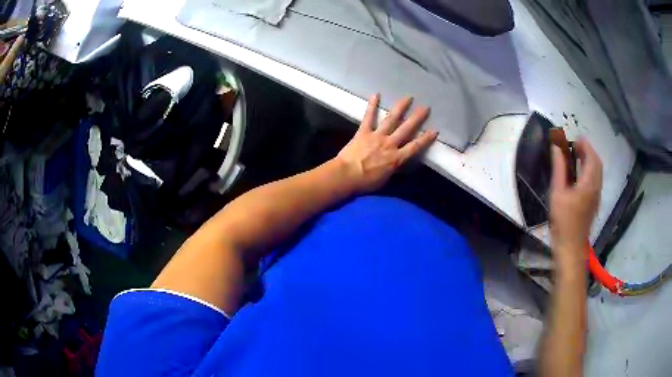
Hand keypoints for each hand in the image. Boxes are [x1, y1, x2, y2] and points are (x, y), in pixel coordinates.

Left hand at [335, 94, 437, 192]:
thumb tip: (398, 163)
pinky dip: (372, 106)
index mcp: (396, 158)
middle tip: (425, 108)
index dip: (426, 139)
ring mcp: (377, 136)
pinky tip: (376, 94)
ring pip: (391, 119)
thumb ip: (393, 169)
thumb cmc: (366, 182)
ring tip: (408, 98)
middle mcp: (389, 144)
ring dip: (400, 107)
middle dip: (417, 118)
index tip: (435, 130)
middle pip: (407, 129)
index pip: (415, 147)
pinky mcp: (363, 132)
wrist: (346, 176)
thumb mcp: (385, 179)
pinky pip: (368, 117)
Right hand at [550, 139, 602, 267]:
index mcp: (589, 183)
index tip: (574, 139)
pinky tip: (579, 173)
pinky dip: (590, 170)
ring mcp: (596, 196)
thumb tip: (557, 148)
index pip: (592, 157)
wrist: (571, 247)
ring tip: (576, 156)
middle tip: (575, 146)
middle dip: (588, 150)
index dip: (585, 145)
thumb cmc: (563, 221)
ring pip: (598, 172)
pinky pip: (596, 179)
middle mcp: (596, 187)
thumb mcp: (557, 193)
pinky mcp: (594, 202)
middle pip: (597, 163)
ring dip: (590, 160)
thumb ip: (559, 169)